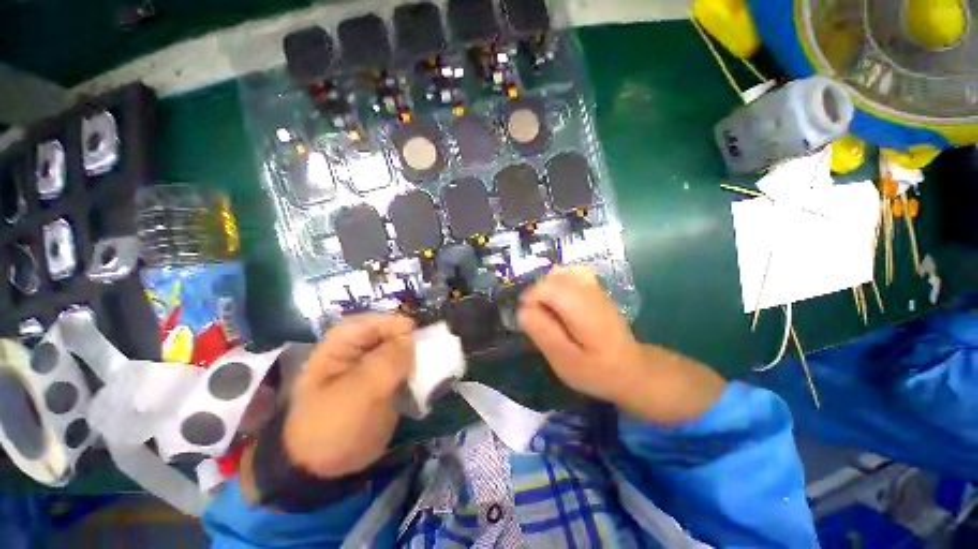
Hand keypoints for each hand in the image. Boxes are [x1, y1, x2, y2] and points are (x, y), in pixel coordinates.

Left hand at [282, 314, 413, 477]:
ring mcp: (372, 365)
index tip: (420, 343)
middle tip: (425, 361)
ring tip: (425, 374)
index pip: (379, 320)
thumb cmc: (334, 425)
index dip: (400, 328)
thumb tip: (411, 338)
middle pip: (393, 333)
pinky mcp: (384, 381)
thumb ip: (388, 360)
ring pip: (403, 350)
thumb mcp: (360, 391)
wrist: (324, 468)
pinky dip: (415, 372)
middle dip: (412, 344)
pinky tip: (422, 384)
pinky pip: (405, 367)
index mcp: (344, 342)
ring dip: (416, 359)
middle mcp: (359, 348)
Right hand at [518, 267, 725, 422]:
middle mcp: (587, 290)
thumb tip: (522, 310)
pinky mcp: (595, 289)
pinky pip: (570, 275)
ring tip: (549, 312)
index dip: (530, 300)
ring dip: (547, 289)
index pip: (545, 287)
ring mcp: (593, 287)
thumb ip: (542, 333)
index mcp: (580, 308)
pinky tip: (561, 304)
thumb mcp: (564, 360)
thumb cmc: (596, 370)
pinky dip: (559, 284)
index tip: (529, 321)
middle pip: (550, 278)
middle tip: (540, 320)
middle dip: (537, 295)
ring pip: (559, 273)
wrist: (630, 367)